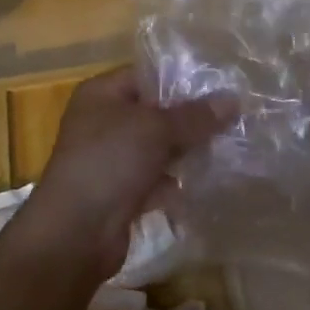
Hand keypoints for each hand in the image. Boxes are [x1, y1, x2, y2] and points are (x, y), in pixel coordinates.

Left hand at [21, 66, 231, 279]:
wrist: (76, 233)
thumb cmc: (110, 161)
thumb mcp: (155, 129)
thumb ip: (194, 116)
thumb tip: (234, 99)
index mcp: (101, 93)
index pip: (146, 76)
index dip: (181, 80)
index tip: (220, 86)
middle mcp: (102, 121)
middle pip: (153, 112)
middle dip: (188, 119)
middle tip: (231, 120)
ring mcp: (109, 158)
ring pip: (155, 148)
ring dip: (184, 152)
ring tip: (227, 149)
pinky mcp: (119, 193)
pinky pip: (153, 179)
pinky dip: (174, 182)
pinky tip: (205, 183)